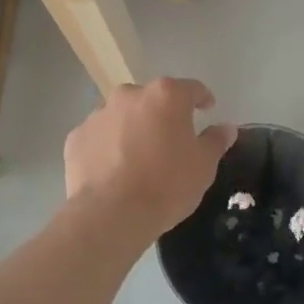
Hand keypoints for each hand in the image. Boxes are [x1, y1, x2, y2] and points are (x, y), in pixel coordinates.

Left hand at [64, 78, 237, 233]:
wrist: (110, 215)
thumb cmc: (166, 185)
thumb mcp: (203, 166)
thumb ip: (216, 141)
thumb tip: (227, 127)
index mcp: (166, 96)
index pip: (191, 88)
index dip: (202, 99)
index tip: (207, 109)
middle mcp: (130, 95)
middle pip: (152, 99)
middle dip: (162, 115)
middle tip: (170, 141)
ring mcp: (98, 115)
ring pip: (122, 116)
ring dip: (132, 129)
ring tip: (138, 159)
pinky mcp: (76, 138)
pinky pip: (99, 137)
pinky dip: (107, 147)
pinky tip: (113, 170)